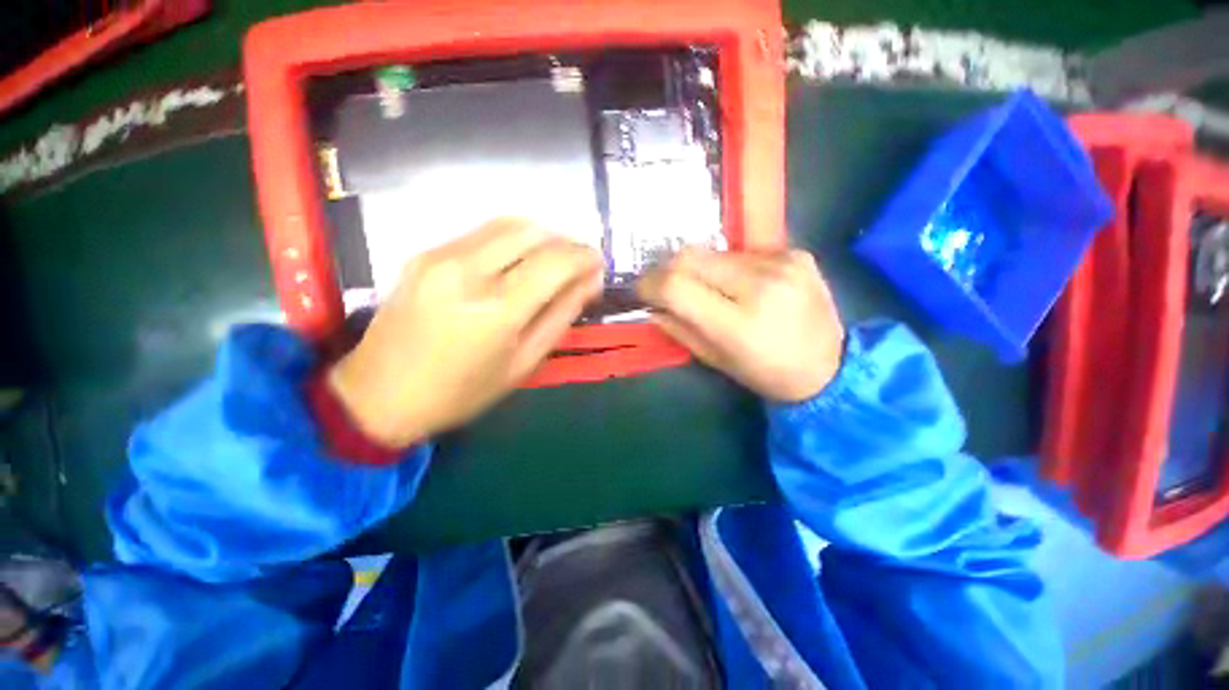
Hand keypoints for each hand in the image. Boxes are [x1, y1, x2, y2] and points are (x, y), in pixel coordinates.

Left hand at [329, 218, 603, 446]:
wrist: (380, 394)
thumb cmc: (462, 391)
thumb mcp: (524, 362)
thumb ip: (561, 315)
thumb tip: (590, 281)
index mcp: (497, 309)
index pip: (555, 262)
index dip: (585, 257)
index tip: (598, 264)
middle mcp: (468, 270)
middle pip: (533, 231)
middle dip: (565, 242)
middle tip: (577, 264)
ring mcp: (440, 255)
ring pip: (508, 224)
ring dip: (540, 237)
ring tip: (552, 261)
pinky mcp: (424, 253)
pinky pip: (481, 233)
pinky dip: (511, 241)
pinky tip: (516, 263)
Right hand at [638, 248, 843, 401]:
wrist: (830, 366)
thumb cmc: (766, 373)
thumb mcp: (714, 359)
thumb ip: (678, 328)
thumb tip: (652, 305)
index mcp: (738, 323)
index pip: (677, 285)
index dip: (651, 283)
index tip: (643, 290)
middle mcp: (761, 284)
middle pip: (691, 256)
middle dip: (670, 270)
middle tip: (667, 286)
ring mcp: (782, 263)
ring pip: (715, 252)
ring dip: (702, 269)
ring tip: (711, 290)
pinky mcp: (796, 252)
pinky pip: (743, 252)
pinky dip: (730, 267)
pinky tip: (742, 285)